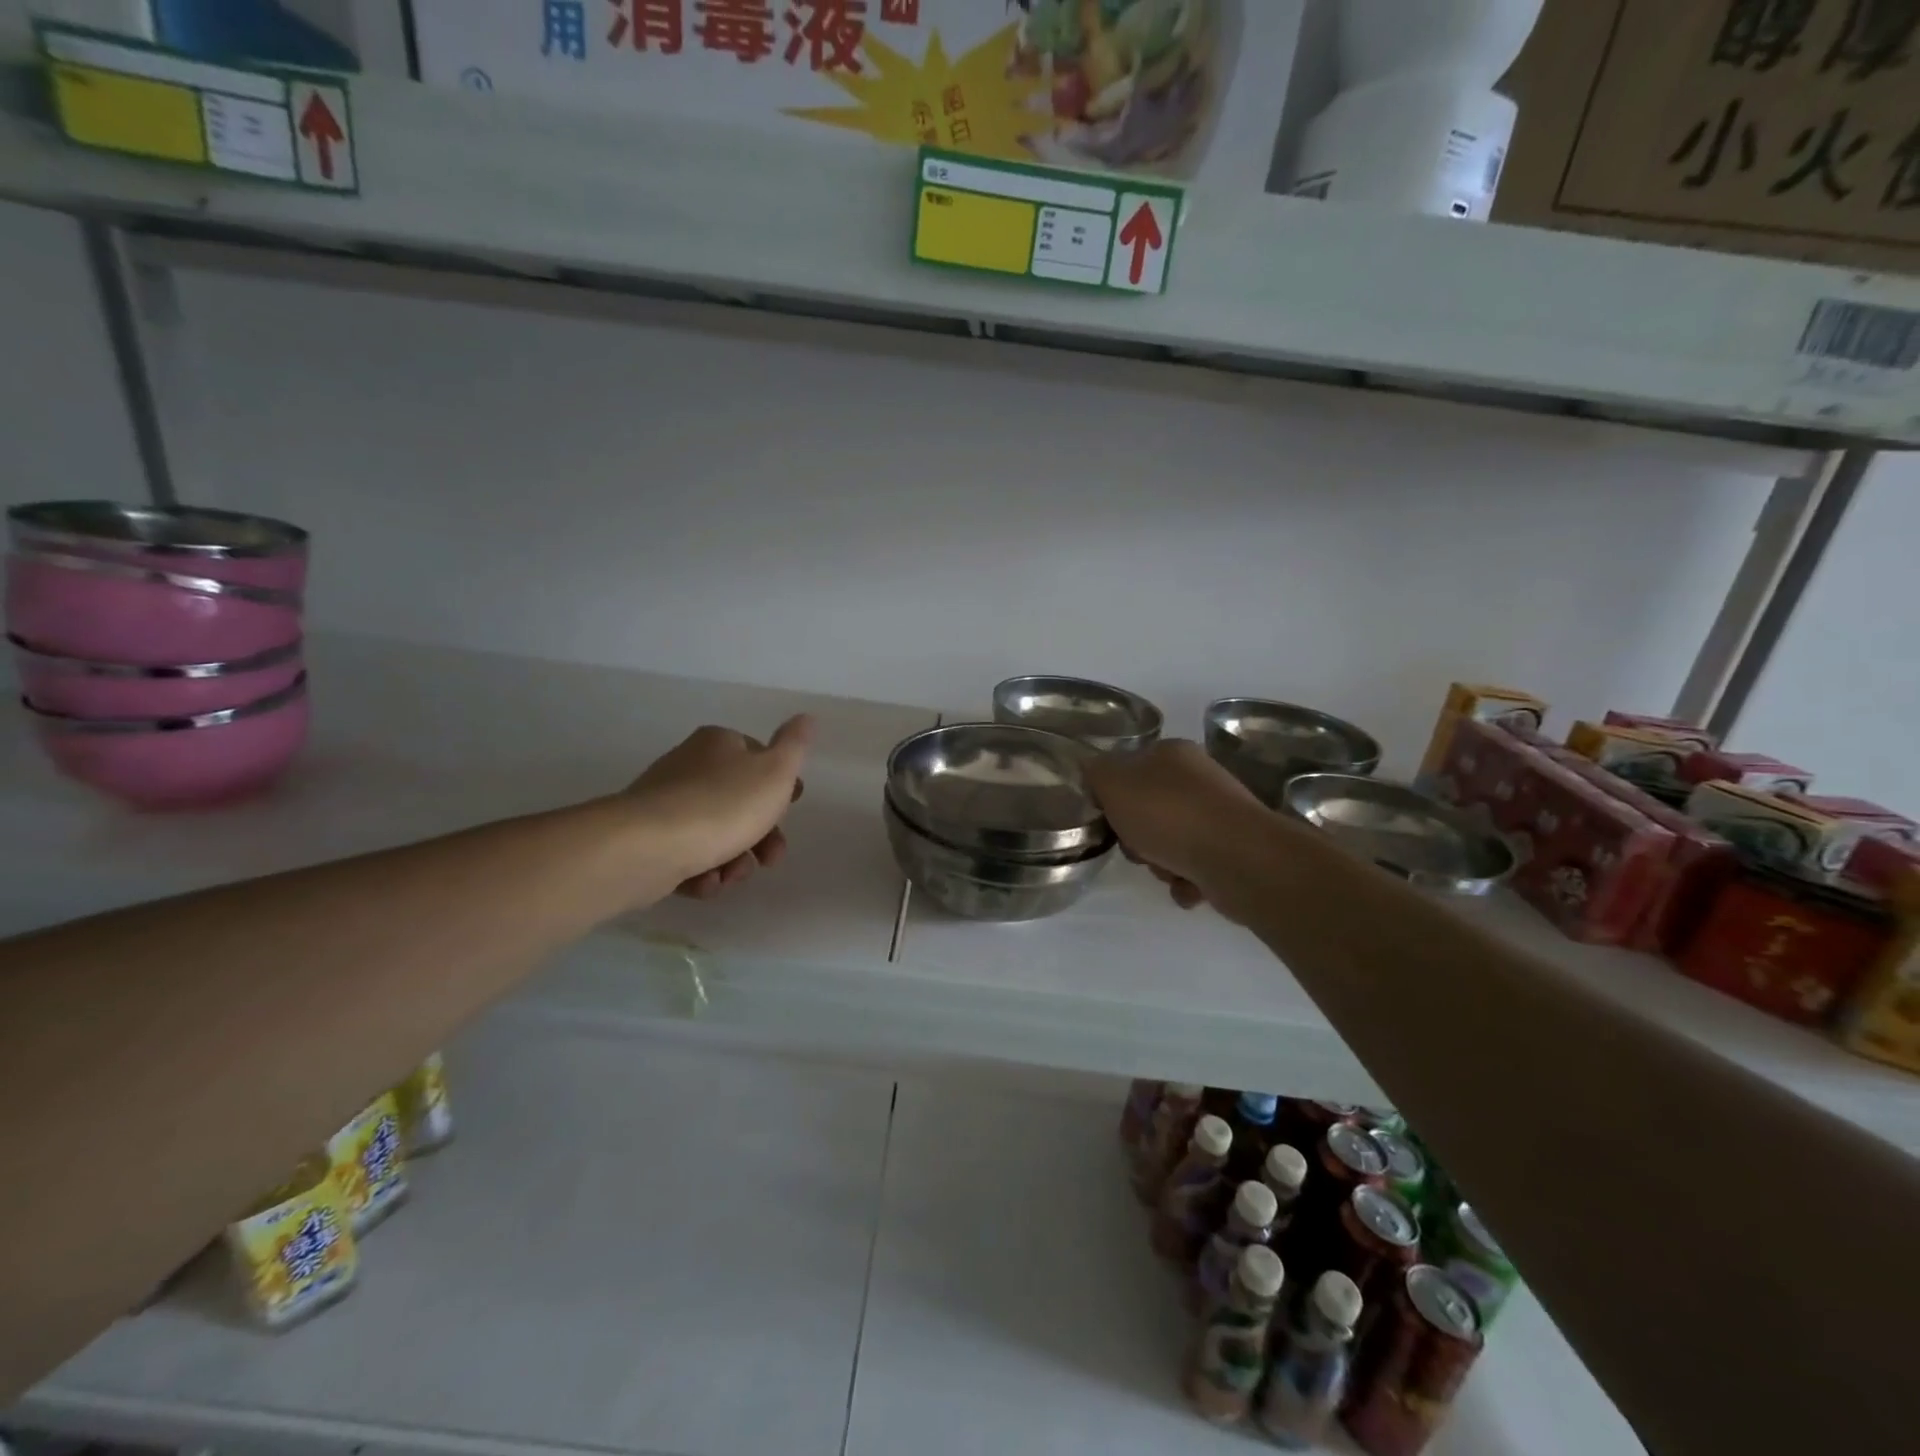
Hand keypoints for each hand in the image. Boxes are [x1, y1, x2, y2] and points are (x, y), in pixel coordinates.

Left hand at [622, 716, 814, 898]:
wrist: (647, 846)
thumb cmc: (722, 804)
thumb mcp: (775, 772)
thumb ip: (795, 746)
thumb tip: (806, 717)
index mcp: (719, 744)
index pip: (759, 758)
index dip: (780, 787)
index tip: (789, 812)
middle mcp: (690, 766)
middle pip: (740, 802)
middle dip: (761, 836)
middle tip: (770, 859)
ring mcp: (666, 803)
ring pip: (715, 834)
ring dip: (733, 861)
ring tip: (731, 876)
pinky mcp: (648, 839)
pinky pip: (686, 855)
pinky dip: (701, 873)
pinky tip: (704, 883)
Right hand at [1084, 740, 1265, 912]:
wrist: (1236, 858)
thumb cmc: (1168, 814)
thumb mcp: (1113, 783)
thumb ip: (1096, 772)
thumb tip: (1094, 771)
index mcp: (1172, 753)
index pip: (1130, 769)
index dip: (1114, 796)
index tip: (1110, 817)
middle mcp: (1200, 778)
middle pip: (1148, 810)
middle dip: (1138, 836)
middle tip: (1138, 847)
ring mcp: (1220, 815)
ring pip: (1170, 842)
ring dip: (1160, 863)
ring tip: (1168, 869)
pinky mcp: (1234, 851)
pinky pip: (1194, 868)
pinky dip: (1186, 881)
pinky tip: (1188, 886)